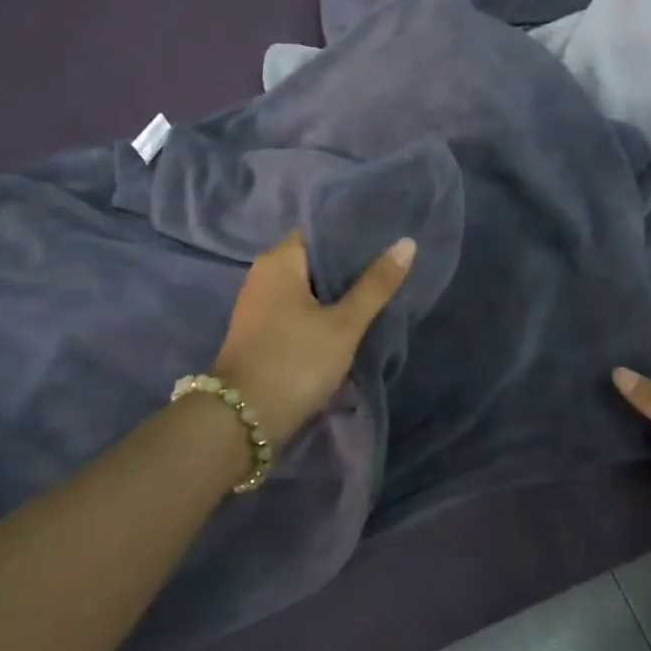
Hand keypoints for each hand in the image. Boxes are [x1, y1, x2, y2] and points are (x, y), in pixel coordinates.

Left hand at [212, 231, 415, 447]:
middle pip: (312, 261)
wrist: (244, 419)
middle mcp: (262, 275)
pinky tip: (344, 322)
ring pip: (304, 289)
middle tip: (388, 269)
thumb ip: (375, 285)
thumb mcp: (344, 324)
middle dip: (347, 268)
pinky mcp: (258, 332)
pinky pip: (294, 310)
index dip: (352, 235)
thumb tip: (406, 243)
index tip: (385, 241)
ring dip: (334, 294)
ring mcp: (257, 305)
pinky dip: (318, 313)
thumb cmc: (296, 361)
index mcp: (278, 261)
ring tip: (374, 294)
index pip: (319, 232)